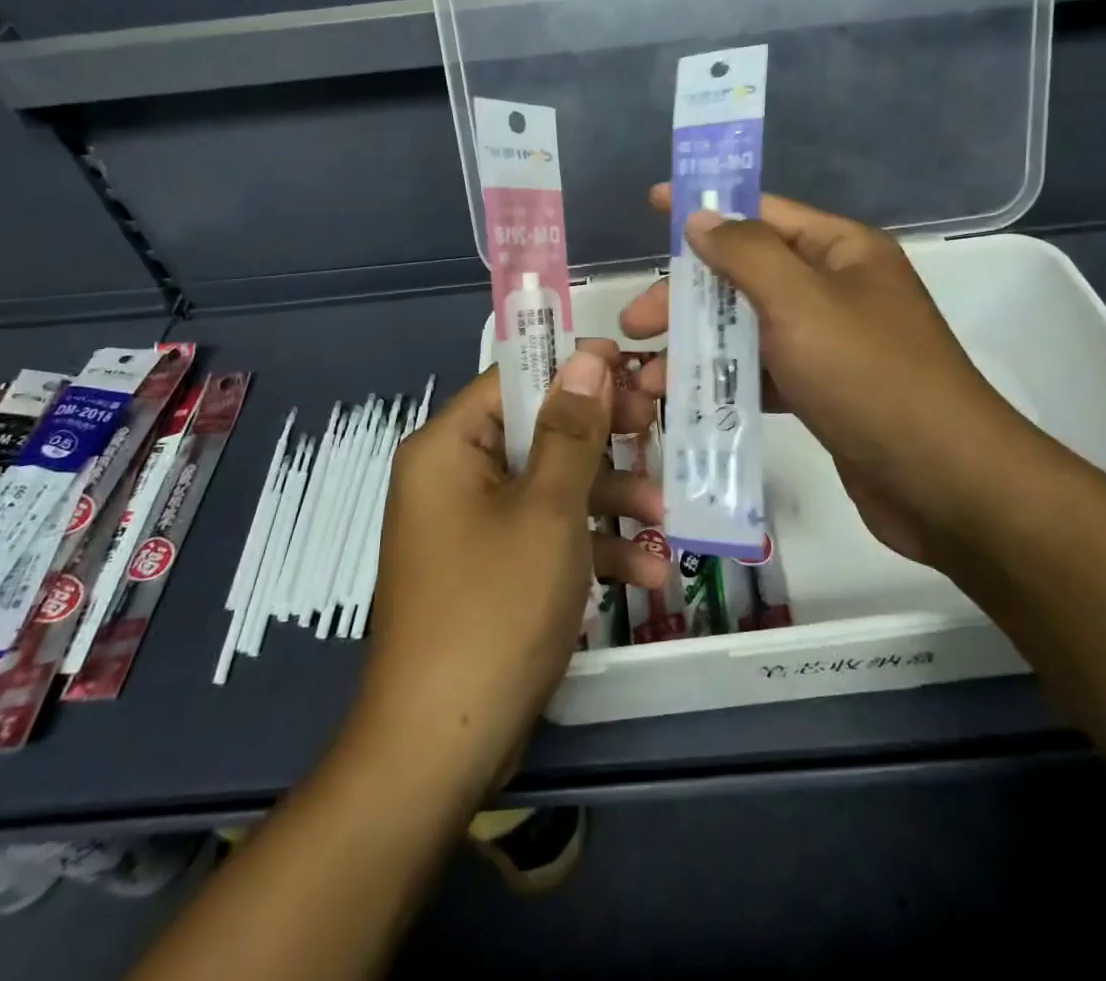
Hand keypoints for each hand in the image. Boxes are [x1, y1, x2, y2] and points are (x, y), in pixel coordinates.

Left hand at [357, 351, 669, 799]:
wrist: (439, 750)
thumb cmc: (495, 609)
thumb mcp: (548, 511)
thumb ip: (573, 430)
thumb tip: (589, 355)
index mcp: (450, 446)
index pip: (516, 379)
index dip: (576, 369)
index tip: (634, 369)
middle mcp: (454, 476)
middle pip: (538, 432)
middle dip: (603, 441)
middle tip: (658, 429)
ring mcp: (471, 525)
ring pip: (549, 486)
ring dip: (608, 500)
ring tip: (666, 516)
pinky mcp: (489, 568)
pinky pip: (541, 534)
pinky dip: (587, 546)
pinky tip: (646, 572)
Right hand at [621, 186, 1045, 568]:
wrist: (944, 483)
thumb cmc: (869, 376)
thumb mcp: (800, 302)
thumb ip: (745, 253)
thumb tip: (701, 216)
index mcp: (841, 250)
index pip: (762, 212)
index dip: (706, 208)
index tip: (653, 204)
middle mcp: (837, 288)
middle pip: (746, 275)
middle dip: (686, 297)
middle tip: (632, 324)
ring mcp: (832, 342)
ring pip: (749, 328)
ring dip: (698, 346)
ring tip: (647, 378)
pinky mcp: (825, 391)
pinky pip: (764, 372)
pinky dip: (726, 381)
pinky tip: (686, 401)